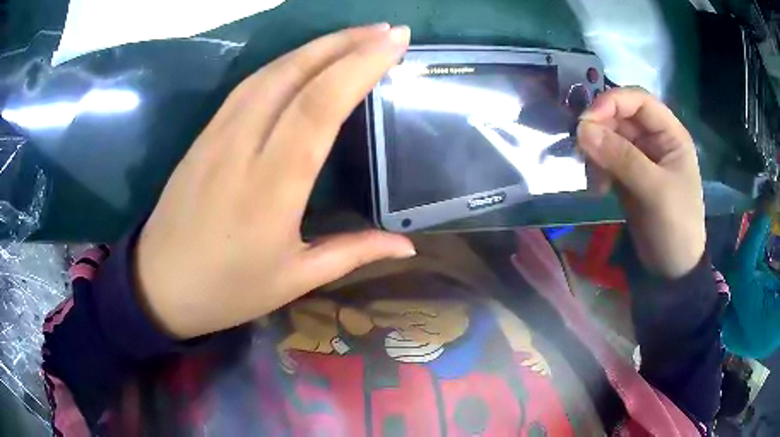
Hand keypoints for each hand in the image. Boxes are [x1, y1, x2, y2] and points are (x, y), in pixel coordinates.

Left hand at [134, 25, 414, 338]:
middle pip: (295, 74)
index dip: (361, 65)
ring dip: (316, 46)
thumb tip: (409, 244)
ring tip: (355, 36)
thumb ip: (355, 253)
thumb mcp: (295, 279)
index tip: (395, 41)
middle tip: (387, 30)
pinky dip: (284, 62)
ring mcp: (217, 134)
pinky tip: (306, 59)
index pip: (320, 105)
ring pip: (270, 71)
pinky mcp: (204, 134)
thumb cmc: (227, 290)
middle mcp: (242, 146)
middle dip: (346, 43)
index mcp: (272, 187)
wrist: (159, 285)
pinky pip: (248, 85)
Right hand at [577, 87, 704, 278]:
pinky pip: (605, 160)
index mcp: (670, 133)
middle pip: (620, 117)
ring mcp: (640, 157)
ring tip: (594, 180)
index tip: (586, 121)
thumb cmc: (676, 226)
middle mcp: (654, 139)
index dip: (611, 102)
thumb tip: (581, 129)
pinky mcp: (627, 176)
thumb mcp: (654, 191)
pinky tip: (597, 190)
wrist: (673, 269)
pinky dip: (596, 170)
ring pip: (609, 138)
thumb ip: (622, 158)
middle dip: (599, 130)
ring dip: (595, 153)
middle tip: (581, 151)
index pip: (637, 100)